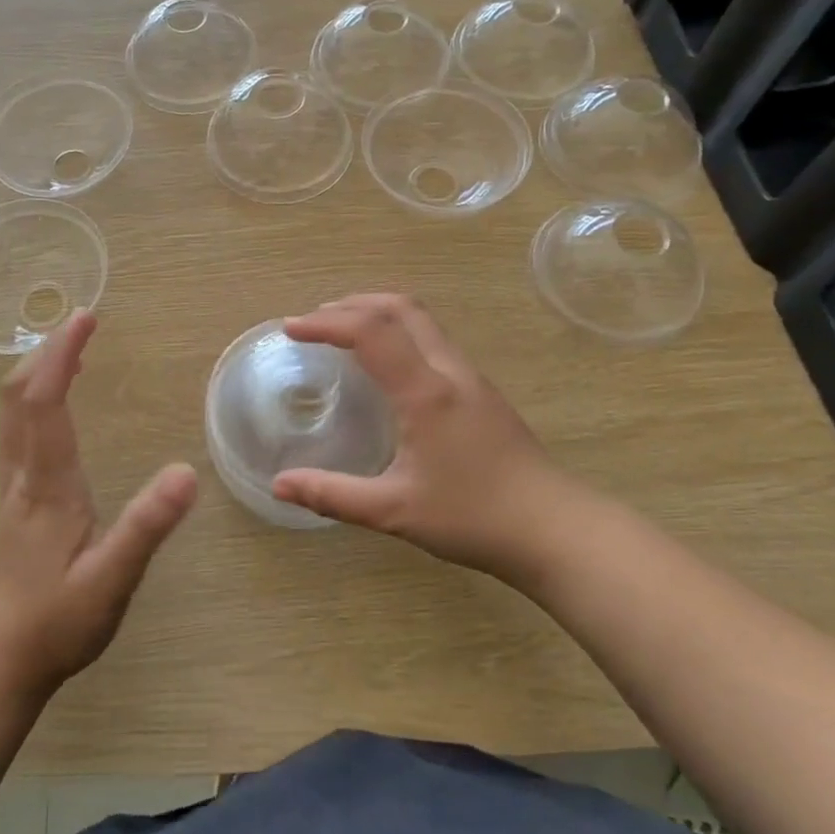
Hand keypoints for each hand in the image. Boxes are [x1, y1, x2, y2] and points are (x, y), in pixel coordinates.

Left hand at [0, 312, 196, 697]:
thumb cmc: (55, 623)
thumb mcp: (112, 580)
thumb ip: (147, 526)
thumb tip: (185, 472)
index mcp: (48, 485)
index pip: (46, 402)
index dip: (61, 354)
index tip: (86, 318)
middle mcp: (22, 476)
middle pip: (18, 396)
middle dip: (47, 352)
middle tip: (81, 324)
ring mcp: (12, 489)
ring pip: (13, 414)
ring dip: (39, 373)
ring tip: (72, 352)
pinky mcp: (13, 503)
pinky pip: (18, 432)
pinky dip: (36, 401)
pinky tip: (57, 409)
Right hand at [270, 294, 593, 590]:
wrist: (555, 529)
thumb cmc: (473, 517)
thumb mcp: (394, 511)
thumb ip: (332, 495)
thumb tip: (279, 485)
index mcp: (425, 391)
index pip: (370, 333)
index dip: (326, 323)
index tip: (291, 329)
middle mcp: (449, 371)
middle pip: (402, 308)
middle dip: (354, 304)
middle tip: (316, 320)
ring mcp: (471, 378)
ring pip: (423, 321)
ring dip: (380, 314)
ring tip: (346, 332)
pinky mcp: (483, 393)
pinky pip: (434, 341)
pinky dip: (401, 333)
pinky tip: (390, 366)